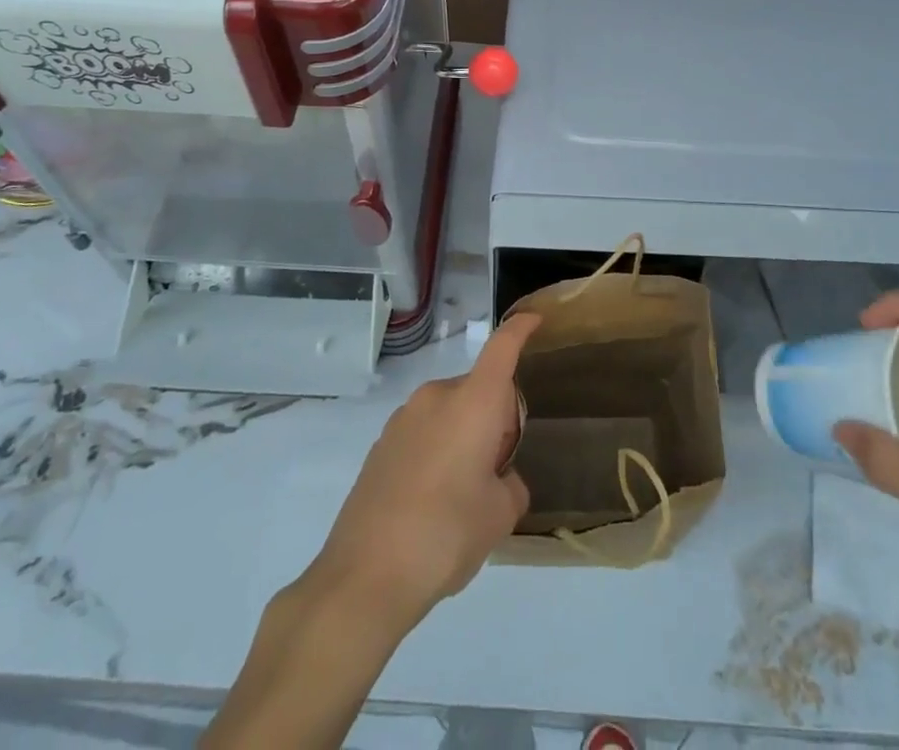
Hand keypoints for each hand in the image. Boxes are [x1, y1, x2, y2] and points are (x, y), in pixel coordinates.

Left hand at [304, 312, 539, 632]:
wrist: (364, 577)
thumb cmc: (445, 535)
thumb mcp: (499, 516)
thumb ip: (511, 486)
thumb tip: (499, 479)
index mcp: (473, 402)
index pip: (502, 348)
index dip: (520, 330)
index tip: (535, 320)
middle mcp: (437, 398)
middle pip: (478, 390)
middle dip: (495, 417)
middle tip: (498, 469)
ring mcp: (403, 419)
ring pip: (450, 413)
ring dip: (464, 435)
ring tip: (462, 495)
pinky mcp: (380, 445)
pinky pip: (424, 434)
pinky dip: (437, 451)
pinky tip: (429, 504)